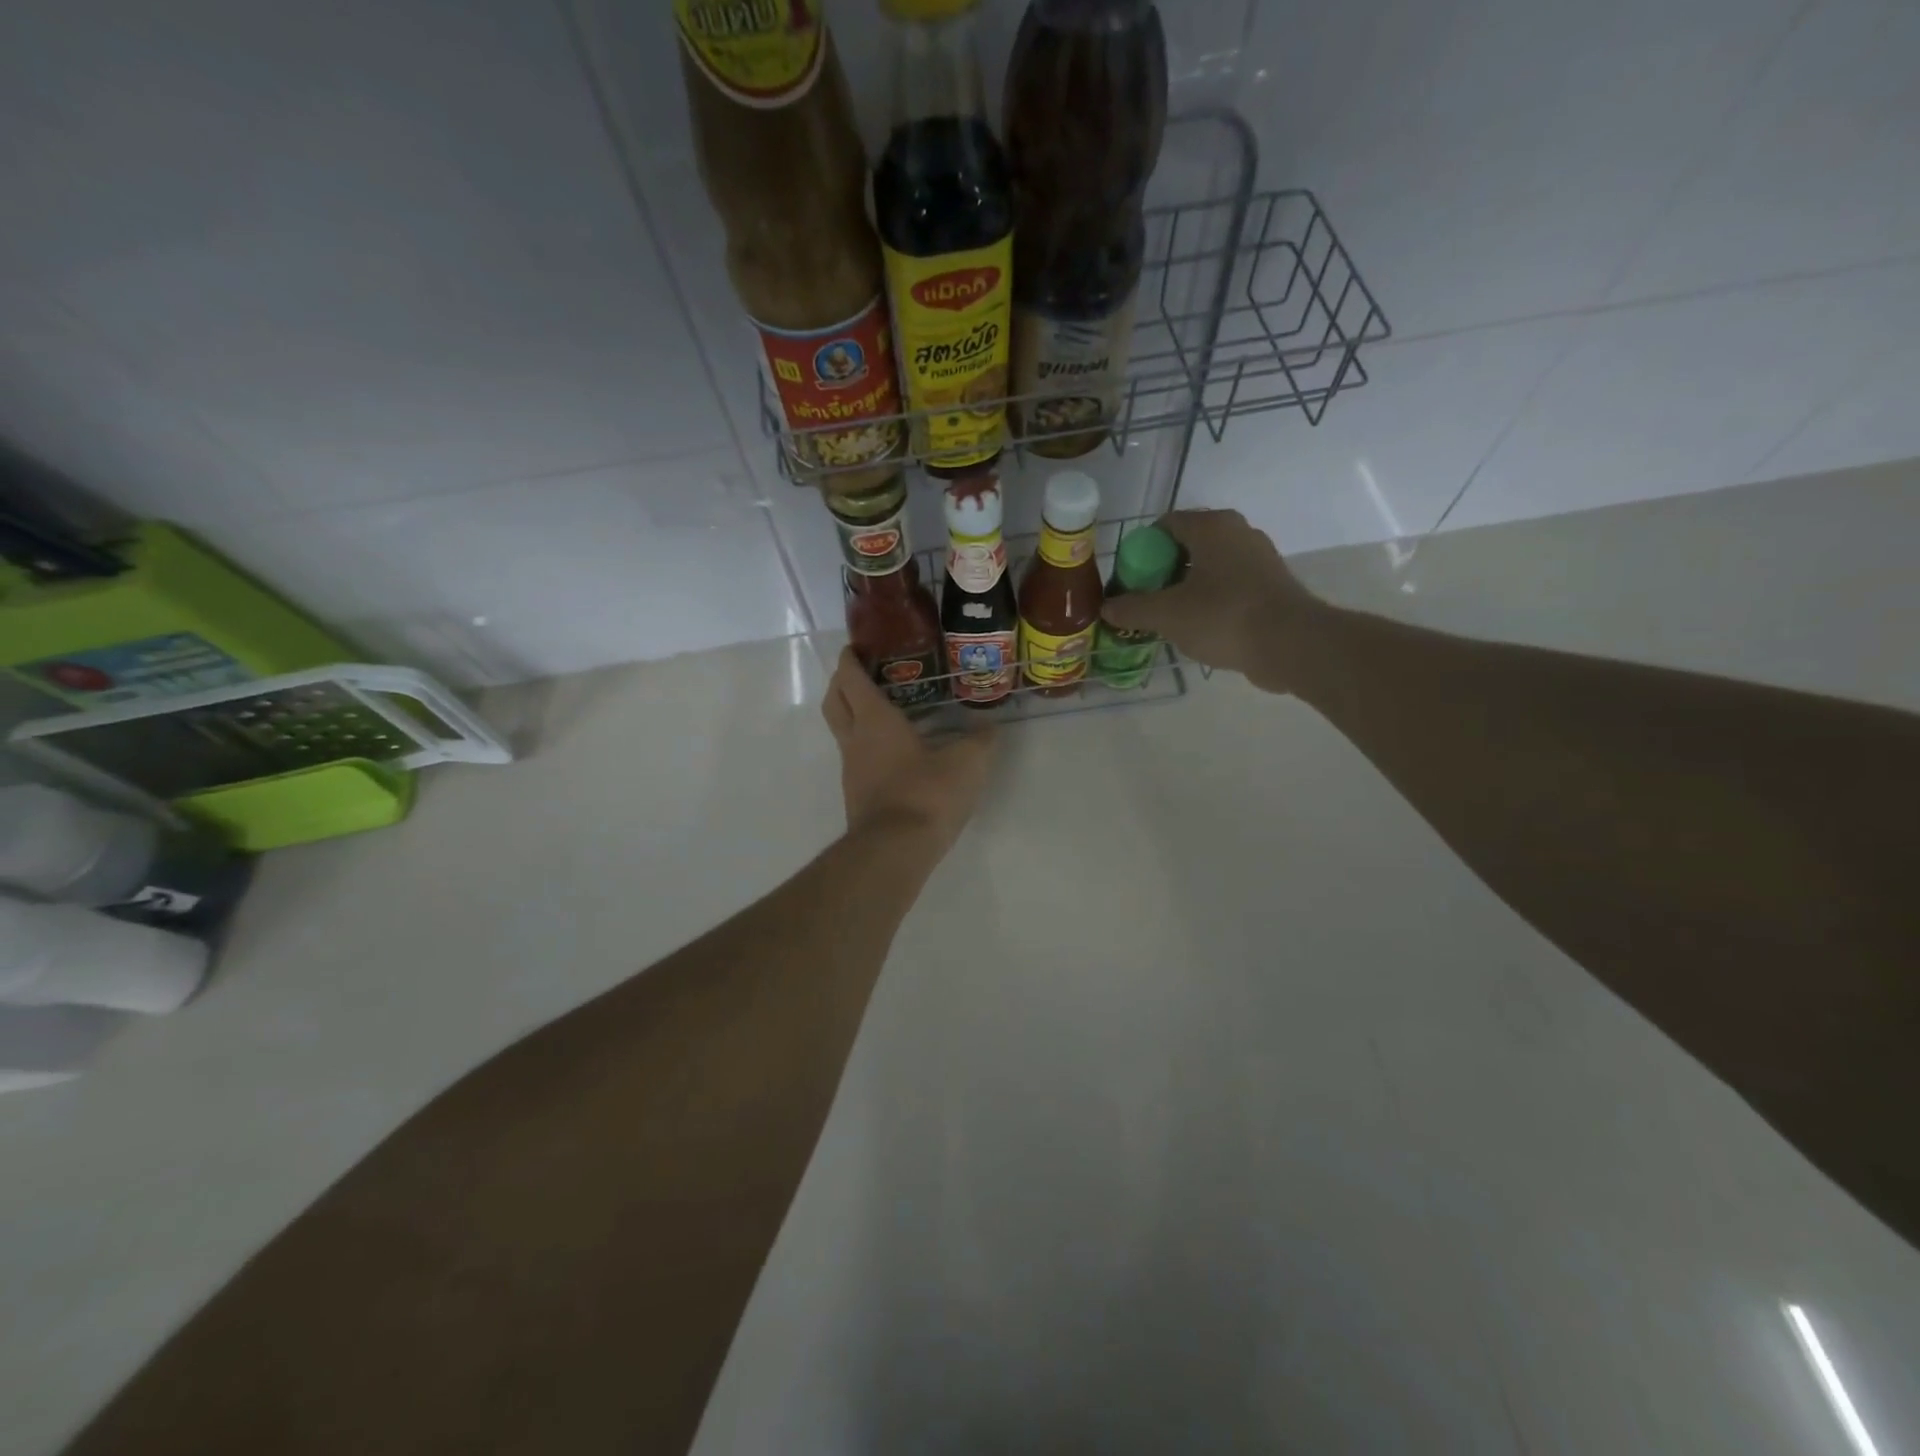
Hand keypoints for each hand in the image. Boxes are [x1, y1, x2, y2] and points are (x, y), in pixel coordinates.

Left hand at [820, 648, 995, 848]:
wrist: (895, 851)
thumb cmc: (927, 795)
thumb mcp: (967, 764)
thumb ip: (980, 742)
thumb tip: (989, 728)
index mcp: (874, 721)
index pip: (850, 678)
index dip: (850, 659)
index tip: (858, 646)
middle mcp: (855, 740)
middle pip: (834, 701)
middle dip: (841, 682)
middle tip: (863, 673)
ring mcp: (851, 770)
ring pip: (842, 732)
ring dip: (854, 716)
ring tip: (885, 712)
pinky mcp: (857, 795)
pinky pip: (856, 759)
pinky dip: (868, 746)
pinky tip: (895, 753)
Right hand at [1099, 509, 1319, 692]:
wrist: (1290, 644)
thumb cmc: (1223, 617)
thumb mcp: (1166, 614)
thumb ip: (1133, 608)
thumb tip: (1108, 608)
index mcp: (1212, 526)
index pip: (1165, 525)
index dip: (1140, 551)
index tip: (1129, 580)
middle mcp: (1238, 533)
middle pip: (1186, 546)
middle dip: (1161, 572)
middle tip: (1144, 601)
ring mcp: (1259, 558)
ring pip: (1209, 568)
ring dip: (1185, 588)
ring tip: (1168, 618)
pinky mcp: (1271, 585)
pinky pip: (1229, 586)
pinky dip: (1210, 601)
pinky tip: (1198, 628)